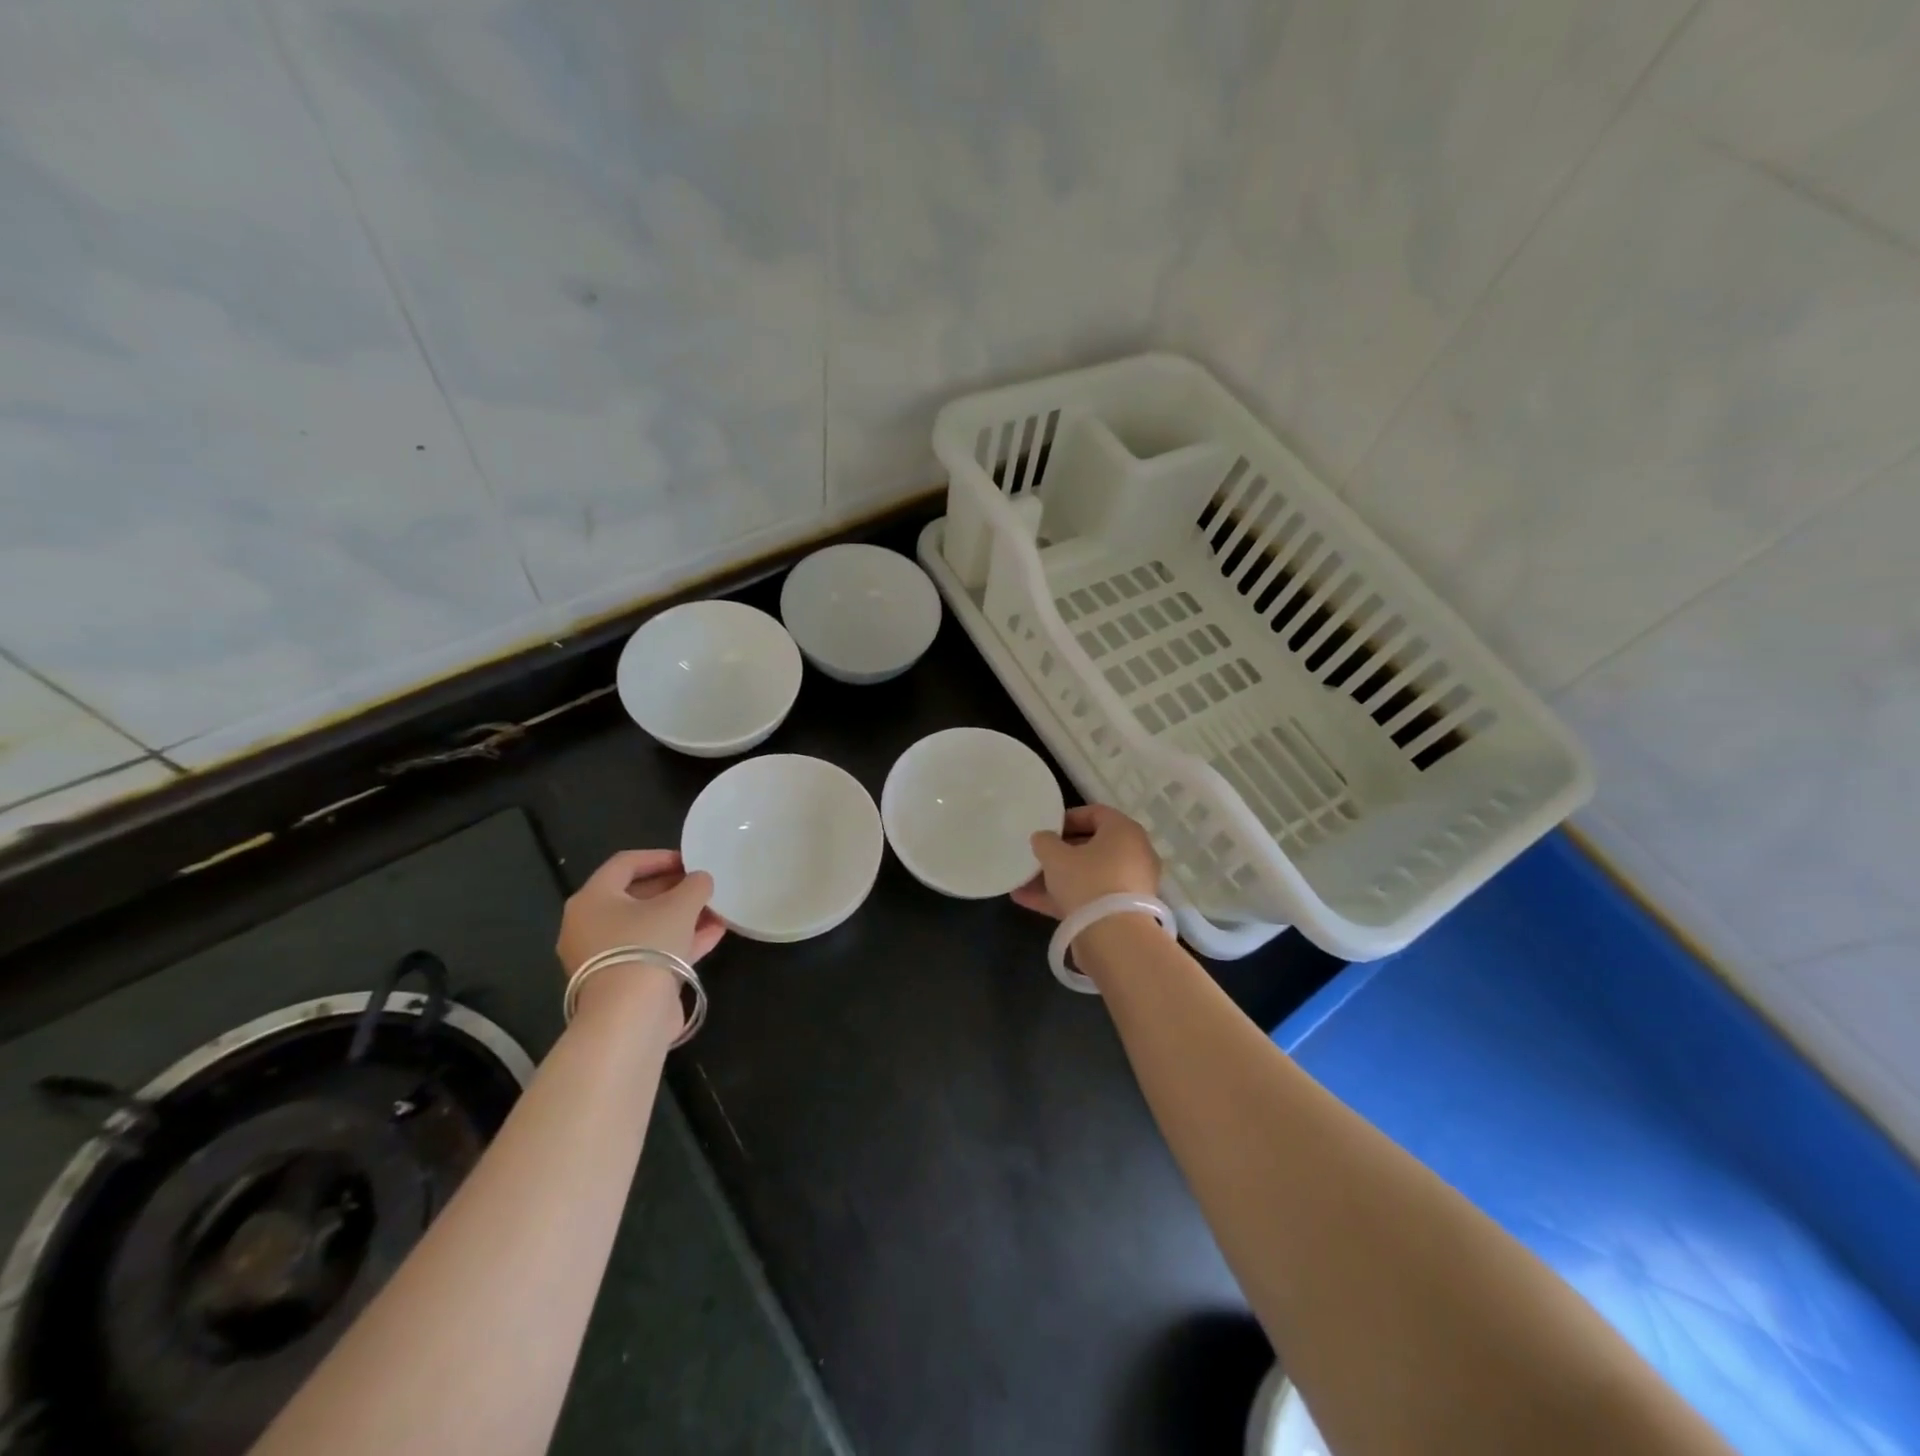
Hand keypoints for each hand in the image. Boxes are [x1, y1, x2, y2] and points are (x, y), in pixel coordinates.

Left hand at [556, 849, 725, 976]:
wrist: (629, 1016)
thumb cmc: (647, 945)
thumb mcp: (680, 905)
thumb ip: (694, 885)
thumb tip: (700, 880)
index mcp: (592, 899)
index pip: (625, 863)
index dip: (660, 857)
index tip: (691, 860)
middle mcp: (589, 925)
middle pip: (635, 896)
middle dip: (674, 889)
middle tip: (703, 886)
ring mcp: (604, 957)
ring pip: (646, 926)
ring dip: (682, 916)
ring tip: (716, 910)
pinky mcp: (621, 982)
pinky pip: (651, 951)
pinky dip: (679, 940)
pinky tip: (714, 934)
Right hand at [1011, 804, 1161, 919]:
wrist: (1115, 937)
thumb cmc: (1087, 881)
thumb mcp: (1056, 856)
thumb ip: (1045, 842)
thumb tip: (1043, 838)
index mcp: (1124, 831)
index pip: (1095, 813)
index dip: (1067, 818)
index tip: (1046, 829)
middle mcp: (1134, 854)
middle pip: (1092, 846)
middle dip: (1059, 853)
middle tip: (1037, 856)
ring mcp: (1130, 885)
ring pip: (1088, 874)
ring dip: (1056, 878)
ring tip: (1023, 883)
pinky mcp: (1122, 911)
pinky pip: (1090, 897)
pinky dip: (1064, 898)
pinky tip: (1028, 901)